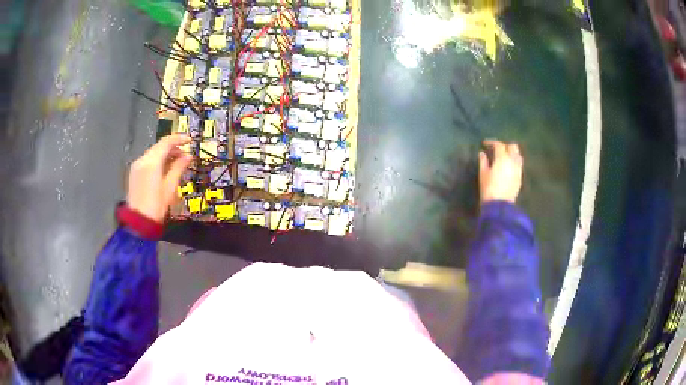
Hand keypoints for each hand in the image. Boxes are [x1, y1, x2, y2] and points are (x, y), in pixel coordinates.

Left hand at [127, 134, 191, 221]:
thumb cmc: (157, 206)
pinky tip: (165, 169)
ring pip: (153, 153)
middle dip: (172, 147)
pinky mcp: (134, 173)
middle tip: (185, 154)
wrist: (139, 223)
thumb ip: (178, 168)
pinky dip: (158, 161)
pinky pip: (148, 161)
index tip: (190, 141)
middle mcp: (142, 160)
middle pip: (159, 147)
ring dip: (165, 154)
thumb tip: (188, 156)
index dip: (179, 139)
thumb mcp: (170, 187)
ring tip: (177, 162)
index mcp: (152, 162)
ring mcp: (137, 166)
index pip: (166, 143)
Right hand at [479, 141, 522, 203]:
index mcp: (502, 158)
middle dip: (505, 146)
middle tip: (497, 149)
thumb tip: (483, 154)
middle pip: (512, 146)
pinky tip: (508, 166)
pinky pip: (519, 164)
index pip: (499, 145)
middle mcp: (513, 160)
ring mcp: (518, 169)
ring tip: (504, 157)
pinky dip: (514, 161)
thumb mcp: (483, 174)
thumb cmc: (489, 189)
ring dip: (511, 153)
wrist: (500, 205)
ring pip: (518, 155)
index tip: (485, 145)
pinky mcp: (520, 177)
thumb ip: (483, 162)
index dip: (492, 143)